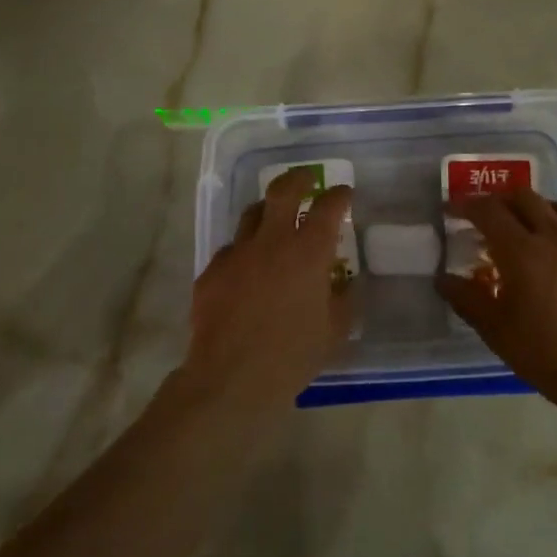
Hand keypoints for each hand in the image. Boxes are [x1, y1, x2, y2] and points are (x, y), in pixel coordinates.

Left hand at [186, 168, 353, 408]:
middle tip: (308, 179)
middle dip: (299, 178)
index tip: (345, 194)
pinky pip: (231, 250)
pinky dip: (244, 253)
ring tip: (275, 221)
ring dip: (267, 211)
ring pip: (251, 214)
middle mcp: (271, 242)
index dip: (339, 196)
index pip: (328, 207)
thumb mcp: (333, 331)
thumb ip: (342, 300)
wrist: (232, 378)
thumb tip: (343, 283)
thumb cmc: (292, 356)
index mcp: (307, 253)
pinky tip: (247, 272)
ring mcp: (236, 253)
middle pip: (283, 190)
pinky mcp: (211, 271)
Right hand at [436, 189, 556, 423]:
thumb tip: (443, 278)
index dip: (466, 205)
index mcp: (523, 251)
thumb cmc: (546, 354)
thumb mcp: (496, 330)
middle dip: (500, 200)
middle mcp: (556, 238)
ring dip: (533, 210)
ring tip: (522, 228)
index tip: (452, 211)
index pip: (489, 211)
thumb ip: (466, 299)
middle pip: (525, 198)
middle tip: (485, 217)